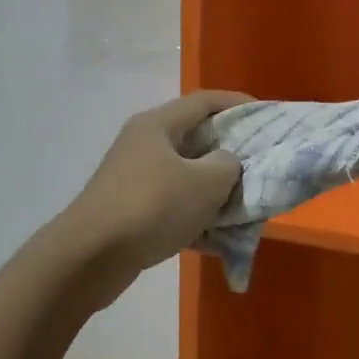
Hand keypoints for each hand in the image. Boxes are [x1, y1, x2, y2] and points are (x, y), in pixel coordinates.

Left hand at [57, 90, 249, 305]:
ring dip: (215, 191)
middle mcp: (144, 144)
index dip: (239, 104)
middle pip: (197, 139)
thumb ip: (229, 165)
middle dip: (231, 153)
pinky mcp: (130, 211)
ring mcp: (134, 178)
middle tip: (259, 165)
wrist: (89, 258)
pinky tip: (218, 241)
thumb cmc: (152, 206)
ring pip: (187, 177)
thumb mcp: (206, 182)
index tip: (268, 117)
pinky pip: (173, 207)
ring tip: (244, 207)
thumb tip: (226, 163)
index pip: (205, 101)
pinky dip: (196, 218)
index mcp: (159, 124)